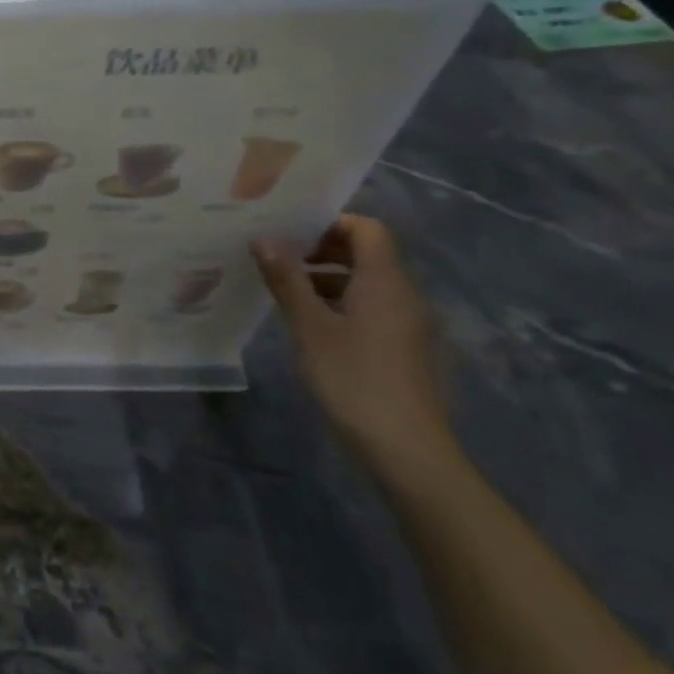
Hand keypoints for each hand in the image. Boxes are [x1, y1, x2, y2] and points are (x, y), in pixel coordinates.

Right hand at [250, 215, 452, 473]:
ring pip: (369, 284)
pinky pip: (375, 309)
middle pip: (369, 254)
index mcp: (385, 281)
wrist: (407, 449)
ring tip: (288, 294)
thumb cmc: (353, 378)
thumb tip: (263, 239)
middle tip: (280, 261)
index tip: (291, 235)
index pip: (367, 228)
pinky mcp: (408, 350)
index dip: (330, 224)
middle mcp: (405, 295)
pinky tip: (314, 328)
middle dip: (324, 250)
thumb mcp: (309, 326)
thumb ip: (287, 280)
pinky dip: (344, 305)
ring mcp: (410, 324)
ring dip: (330, 279)